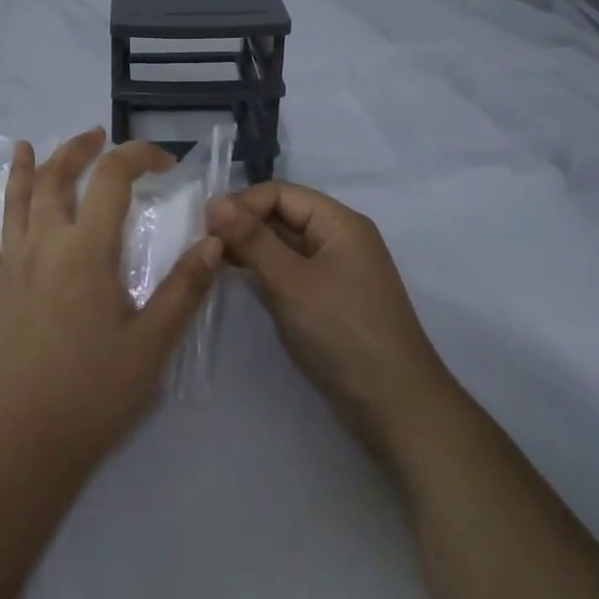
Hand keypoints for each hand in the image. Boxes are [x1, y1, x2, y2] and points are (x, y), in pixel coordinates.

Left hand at [0, 129, 221, 476]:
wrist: (23, 444)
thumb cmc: (94, 392)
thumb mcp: (153, 342)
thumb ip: (185, 286)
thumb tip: (216, 240)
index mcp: (87, 249)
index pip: (111, 178)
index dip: (138, 157)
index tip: (166, 164)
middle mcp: (46, 245)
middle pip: (55, 178)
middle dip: (78, 150)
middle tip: (97, 136)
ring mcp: (15, 269)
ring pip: (15, 205)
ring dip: (23, 170)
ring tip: (25, 145)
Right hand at [209, 182, 457, 461]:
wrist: (394, 405)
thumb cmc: (342, 331)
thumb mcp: (290, 281)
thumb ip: (252, 239)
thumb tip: (215, 201)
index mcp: (339, 222)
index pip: (281, 193)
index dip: (242, 203)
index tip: (205, 226)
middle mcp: (340, 238)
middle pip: (284, 215)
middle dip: (244, 225)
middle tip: (204, 246)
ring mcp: (338, 271)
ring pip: (286, 245)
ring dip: (252, 250)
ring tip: (214, 264)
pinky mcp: (331, 300)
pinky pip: (293, 272)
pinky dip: (267, 273)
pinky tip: (241, 283)